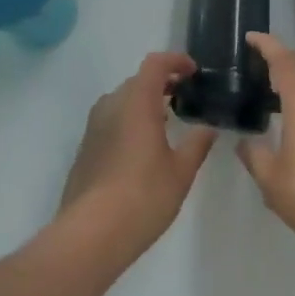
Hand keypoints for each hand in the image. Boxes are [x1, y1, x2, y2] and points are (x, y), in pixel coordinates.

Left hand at [59, 52, 215, 258]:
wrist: (90, 234)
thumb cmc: (143, 196)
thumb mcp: (181, 172)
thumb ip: (197, 144)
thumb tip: (209, 128)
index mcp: (136, 102)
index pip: (155, 64)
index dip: (175, 61)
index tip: (193, 71)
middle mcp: (111, 105)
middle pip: (138, 81)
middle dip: (162, 83)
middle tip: (185, 97)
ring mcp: (93, 127)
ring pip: (122, 101)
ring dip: (144, 102)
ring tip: (166, 121)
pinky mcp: (85, 148)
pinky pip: (110, 121)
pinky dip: (129, 121)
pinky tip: (142, 148)